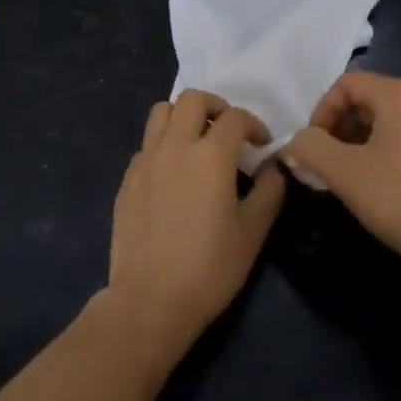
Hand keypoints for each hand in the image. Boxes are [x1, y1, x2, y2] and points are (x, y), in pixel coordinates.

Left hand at [107, 90, 286, 353]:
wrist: (150, 302)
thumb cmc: (210, 268)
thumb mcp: (254, 231)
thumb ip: (270, 189)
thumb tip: (274, 166)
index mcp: (210, 155)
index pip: (235, 117)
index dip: (254, 125)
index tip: (262, 146)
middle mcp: (175, 147)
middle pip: (192, 99)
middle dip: (216, 107)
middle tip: (229, 132)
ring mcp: (145, 161)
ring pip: (161, 112)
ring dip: (183, 116)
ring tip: (198, 142)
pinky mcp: (127, 180)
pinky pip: (147, 144)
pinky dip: (164, 144)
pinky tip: (174, 174)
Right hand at [282, 71, 400, 280]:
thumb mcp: (347, 174)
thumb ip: (311, 149)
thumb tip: (294, 142)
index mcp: (399, 94)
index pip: (345, 85)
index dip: (319, 113)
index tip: (311, 149)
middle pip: (364, 100)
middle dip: (336, 129)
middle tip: (323, 165)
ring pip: (381, 121)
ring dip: (354, 143)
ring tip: (345, 178)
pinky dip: (378, 152)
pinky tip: (374, 185)